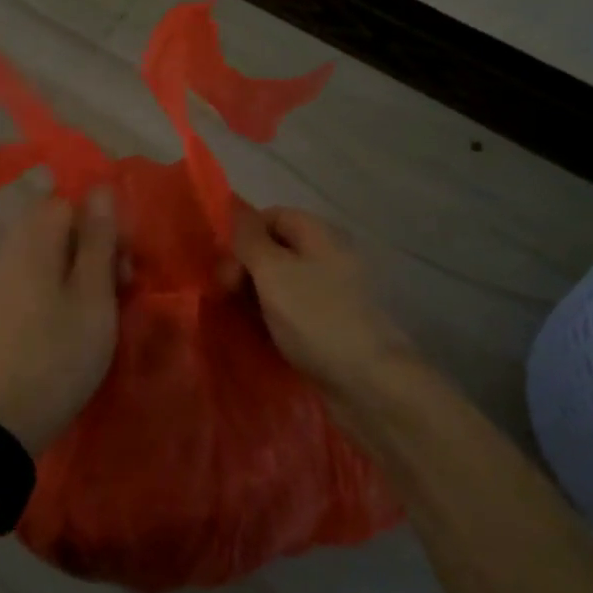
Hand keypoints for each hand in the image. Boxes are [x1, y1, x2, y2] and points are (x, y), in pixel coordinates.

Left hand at [0, 190, 119, 455]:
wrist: (2, 420)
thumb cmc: (59, 354)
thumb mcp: (94, 296)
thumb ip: (98, 239)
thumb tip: (101, 188)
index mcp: (32, 239)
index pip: (69, 202)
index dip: (102, 224)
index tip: (124, 262)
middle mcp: (7, 248)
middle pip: (56, 226)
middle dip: (92, 247)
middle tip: (120, 287)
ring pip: (45, 253)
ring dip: (76, 269)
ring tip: (99, 308)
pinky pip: (29, 277)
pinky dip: (54, 287)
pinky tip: (68, 319)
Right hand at [229, 205, 414, 397]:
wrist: (368, 382)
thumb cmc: (315, 317)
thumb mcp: (273, 271)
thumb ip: (249, 239)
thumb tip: (235, 210)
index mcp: (320, 233)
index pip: (272, 216)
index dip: (244, 235)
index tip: (224, 265)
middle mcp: (329, 256)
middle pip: (277, 248)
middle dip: (247, 267)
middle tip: (227, 295)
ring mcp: (333, 291)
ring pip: (283, 282)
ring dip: (257, 295)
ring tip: (241, 317)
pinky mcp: (332, 323)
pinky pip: (294, 309)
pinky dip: (274, 317)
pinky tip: (261, 334)